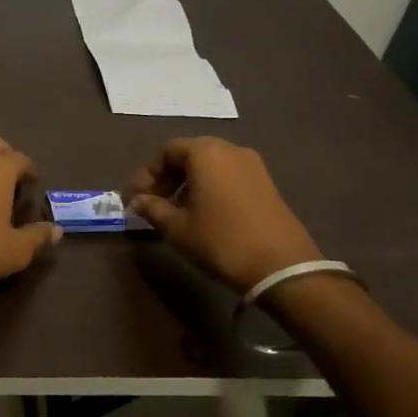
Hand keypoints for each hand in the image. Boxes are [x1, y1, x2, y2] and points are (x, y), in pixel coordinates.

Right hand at [128, 137, 321, 292]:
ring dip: (188, 183)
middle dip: (167, 176)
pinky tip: (203, 214)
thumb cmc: (220, 241)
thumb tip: (137, 200)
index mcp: (205, 153)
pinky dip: (210, 187)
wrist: (281, 266)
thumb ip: (152, 208)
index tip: (136, 197)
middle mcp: (230, 150)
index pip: (167, 151)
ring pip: (210, 165)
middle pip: (190, 154)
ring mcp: (253, 165)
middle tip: (152, 202)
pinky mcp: (266, 183)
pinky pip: (228, 175)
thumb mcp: (177, 228)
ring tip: (176, 211)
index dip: (147, 173)